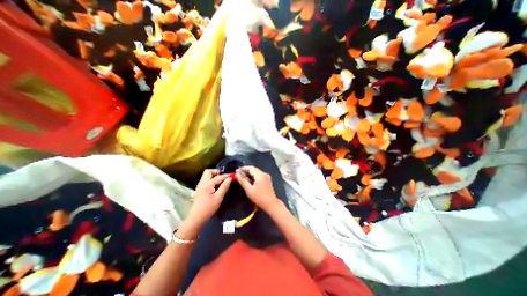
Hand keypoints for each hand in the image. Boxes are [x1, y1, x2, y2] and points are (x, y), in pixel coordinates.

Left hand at [184, 170, 231, 229]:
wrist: (196, 218)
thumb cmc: (208, 208)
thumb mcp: (218, 197)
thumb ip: (224, 187)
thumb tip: (230, 178)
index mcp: (207, 184)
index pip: (218, 176)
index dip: (226, 175)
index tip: (233, 175)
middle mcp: (202, 183)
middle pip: (208, 172)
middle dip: (217, 172)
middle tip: (225, 177)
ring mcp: (200, 186)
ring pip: (207, 176)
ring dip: (215, 176)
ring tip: (223, 180)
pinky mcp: (200, 189)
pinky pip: (206, 180)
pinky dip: (212, 180)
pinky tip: (218, 185)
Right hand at [237, 167, 281, 212]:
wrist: (271, 204)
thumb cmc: (259, 197)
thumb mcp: (249, 189)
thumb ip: (243, 181)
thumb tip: (237, 174)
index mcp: (260, 175)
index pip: (251, 168)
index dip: (243, 168)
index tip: (236, 171)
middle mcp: (264, 174)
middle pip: (254, 169)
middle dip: (246, 171)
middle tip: (238, 174)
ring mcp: (267, 177)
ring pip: (256, 172)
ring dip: (249, 174)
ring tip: (242, 177)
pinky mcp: (267, 180)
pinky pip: (259, 176)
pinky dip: (253, 177)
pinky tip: (249, 181)